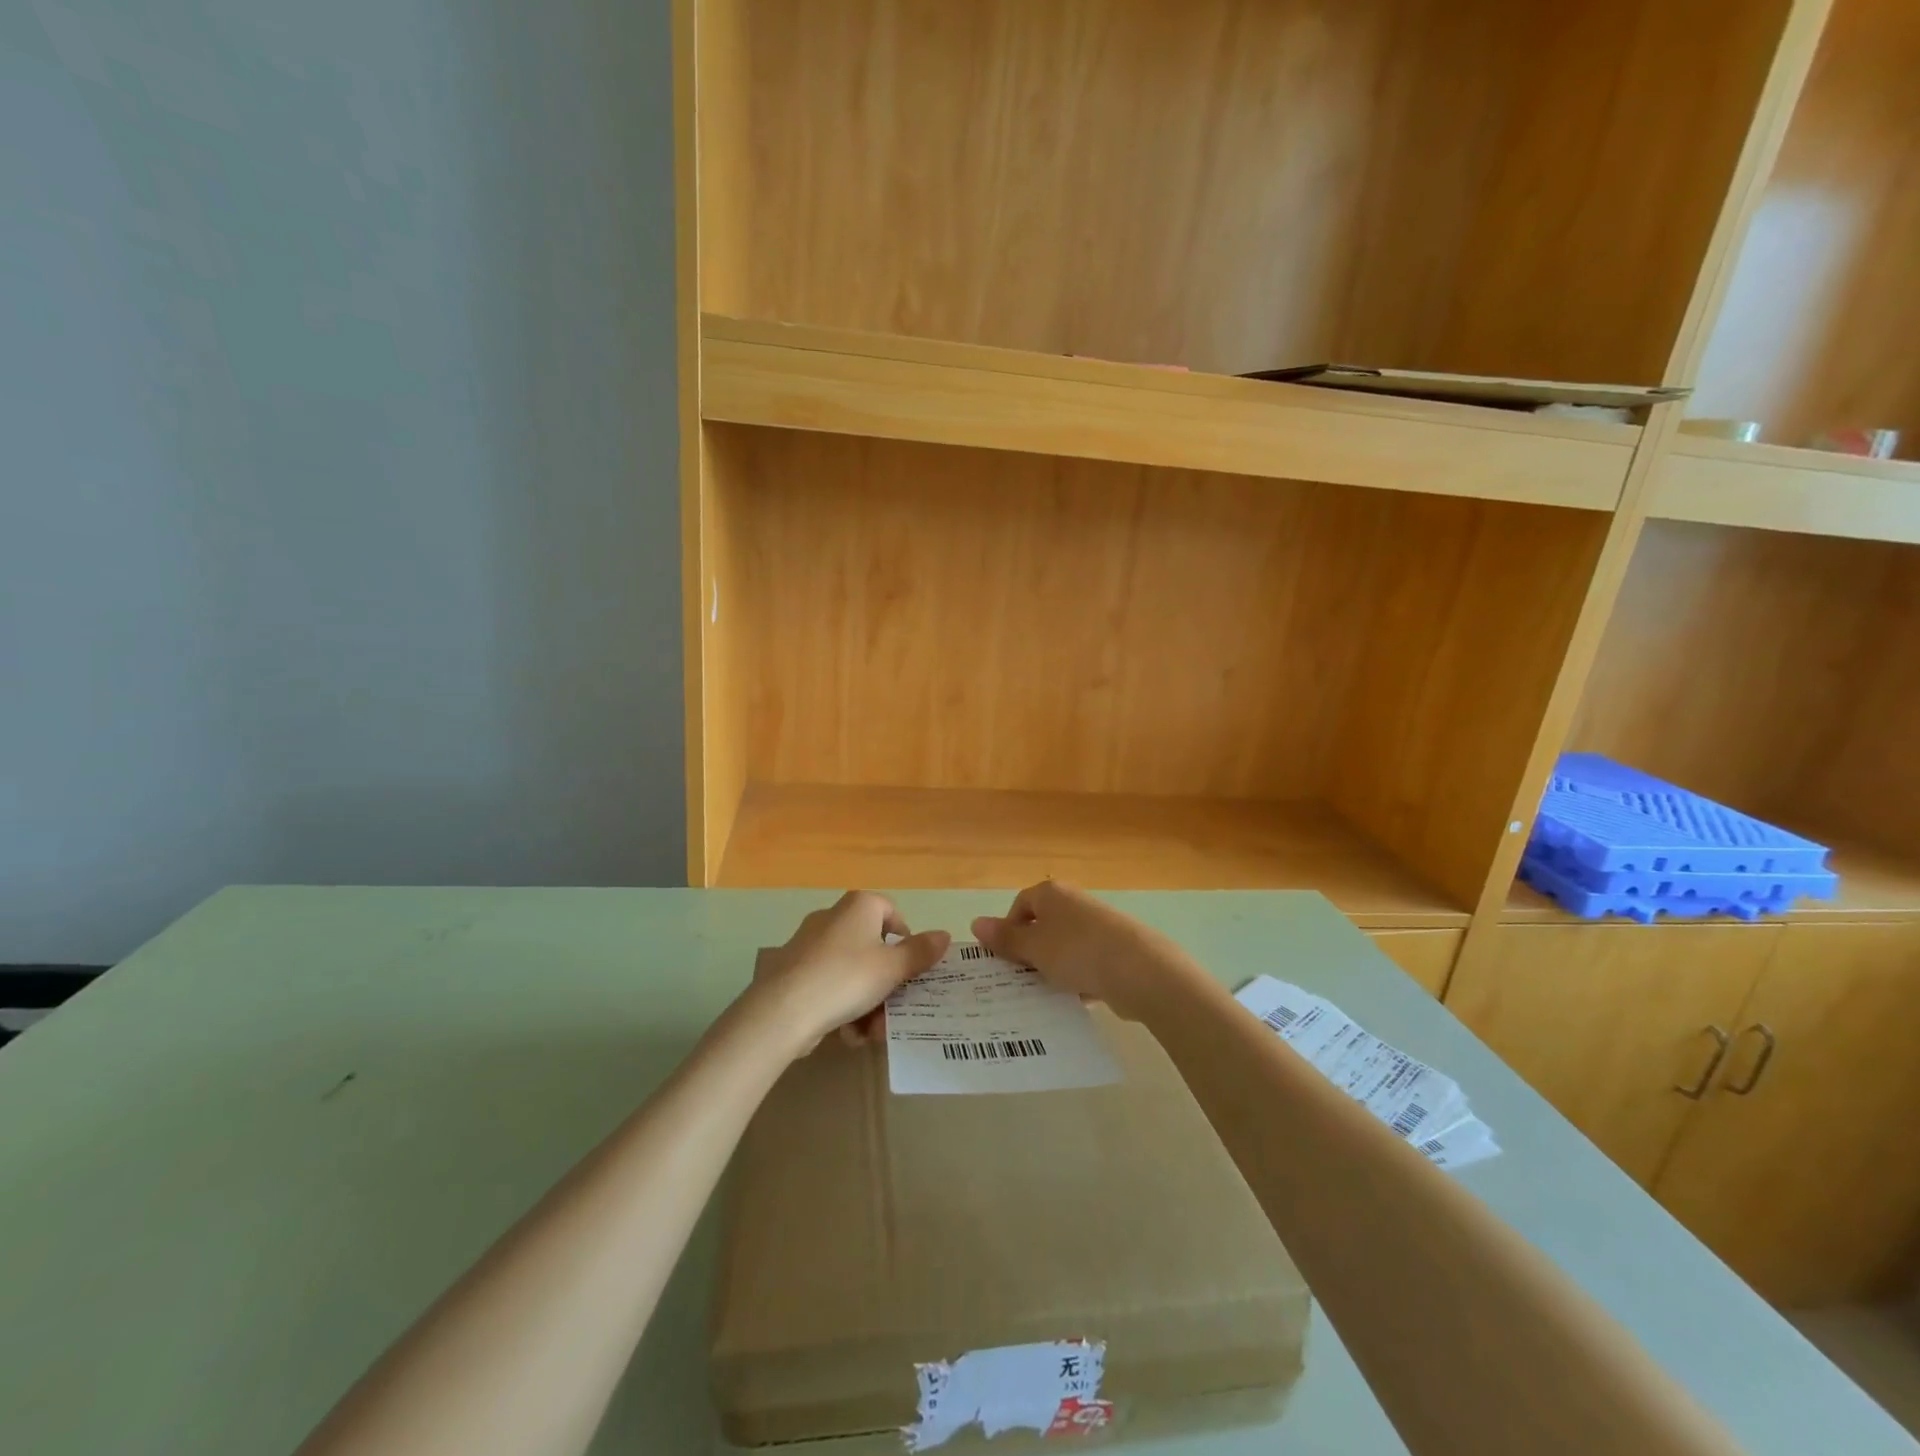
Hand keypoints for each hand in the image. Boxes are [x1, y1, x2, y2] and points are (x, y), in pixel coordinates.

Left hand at [751, 891, 949, 1054]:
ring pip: (852, 973)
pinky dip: (842, 1008)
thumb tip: (944, 935)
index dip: (906, 939)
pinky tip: (847, 1035)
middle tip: (894, 1011)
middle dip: (887, 985)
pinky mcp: (794, 972)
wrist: (783, 1010)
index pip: (891, 912)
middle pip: (872, 949)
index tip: (911, 969)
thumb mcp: (892, 968)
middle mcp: (833, 917)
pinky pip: (829, 986)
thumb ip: (920, 952)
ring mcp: (810, 945)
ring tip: (871, 1033)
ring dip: (867, 1003)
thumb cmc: (847, 977)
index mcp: (859, 906)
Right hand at [972, 881, 1176, 1022]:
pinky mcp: (1118, 949)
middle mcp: (1076, 903)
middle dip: (1031, 952)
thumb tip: (975, 923)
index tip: (1004, 959)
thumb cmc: (1077, 951)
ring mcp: (1100, 925)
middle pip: (1043, 925)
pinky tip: (1076, 998)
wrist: (1141, 970)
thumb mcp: (1034, 947)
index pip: (1020, 905)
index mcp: (1052, 894)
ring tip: (1046, 994)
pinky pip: (1088, 962)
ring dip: (1054, 968)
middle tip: (1020, 979)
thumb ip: (1006, 938)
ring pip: (1065, 947)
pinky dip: (1079, 978)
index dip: (1008, 930)